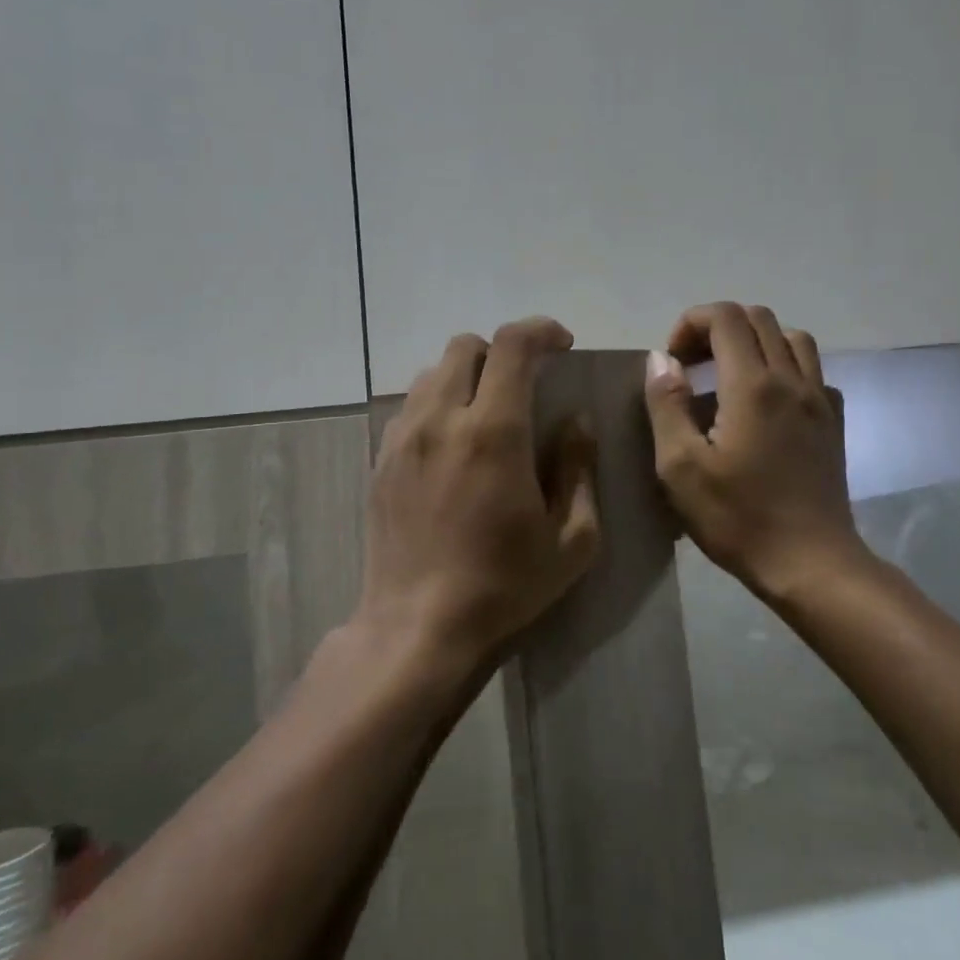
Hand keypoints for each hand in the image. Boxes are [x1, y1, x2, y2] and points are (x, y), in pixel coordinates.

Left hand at [364, 317, 600, 668]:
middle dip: (501, 352)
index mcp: (493, 433)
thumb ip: (578, 468)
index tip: (562, 345)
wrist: (418, 629)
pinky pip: (411, 407)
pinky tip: (454, 445)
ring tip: (488, 413)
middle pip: (465, 347)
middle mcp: (441, 420)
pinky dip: (438, 404)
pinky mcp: (381, 461)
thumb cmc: (505, 587)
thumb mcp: (572, 539)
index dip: (541, 331)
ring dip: (467, 377)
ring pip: (432, 373)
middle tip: (526, 383)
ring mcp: (403, 439)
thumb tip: (575, 420)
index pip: (512, 345)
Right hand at [644, 303, 869, 604]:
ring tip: (729, 377)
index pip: (725, 317)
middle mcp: (791, 379)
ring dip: (755, 342)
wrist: (811, 563)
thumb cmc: (738, 518)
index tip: (673, 363)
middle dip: (718, 329)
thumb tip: (661, 359)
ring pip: (792, 338)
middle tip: (693, 368)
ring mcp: (819, 399)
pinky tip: (767, 404)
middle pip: (759, 318)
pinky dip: (784, 369)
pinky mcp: (834, 421)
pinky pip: (812, 371)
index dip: (690, 324)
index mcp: (752, 385)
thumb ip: (666, 405)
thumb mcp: (680, 468)